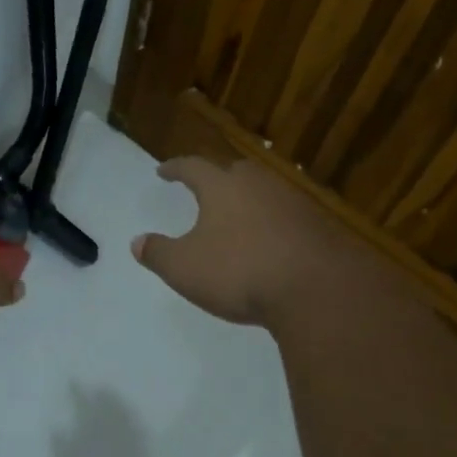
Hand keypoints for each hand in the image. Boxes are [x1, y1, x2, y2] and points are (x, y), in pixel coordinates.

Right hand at [131, 156, 362, 326]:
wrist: (316, 289)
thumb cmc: (239, 271)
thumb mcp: (184, 268)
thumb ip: (158, 253)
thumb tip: (137, 242)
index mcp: (222, 187)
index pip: (193, 167)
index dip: (175, 168)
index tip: (163, 171)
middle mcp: (258, 185)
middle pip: (235, 171)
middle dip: (219, 177)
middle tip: (207, 188)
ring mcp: (293, 203)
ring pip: (265, 192)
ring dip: (249, 201)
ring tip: (239, 218)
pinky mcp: (318, 226)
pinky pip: (288, 217)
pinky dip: (274, 224)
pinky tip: (272, 243)